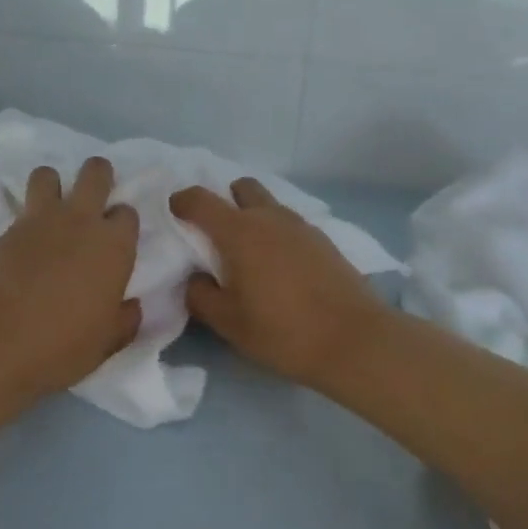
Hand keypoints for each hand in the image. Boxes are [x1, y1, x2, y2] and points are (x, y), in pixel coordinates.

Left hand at [0, 158, 141, 402]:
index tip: (115, 242)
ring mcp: (40, 221)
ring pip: (49, 174)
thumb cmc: (60, 347)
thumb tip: (132, 306)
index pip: (128, 213)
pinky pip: (20, 204)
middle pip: (96, 172)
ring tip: (51, 210)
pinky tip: (25, 240)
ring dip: (54, 185)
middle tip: (93, 201)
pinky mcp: (6, 229)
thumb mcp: (106, 343)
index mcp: (114, 247)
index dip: (122, 224)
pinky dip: (26, 214)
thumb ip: (125, 320)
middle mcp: (80, 221)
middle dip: (98, 177)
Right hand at [170, 178, 385, 389]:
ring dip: (253, 217)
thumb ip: (200, 295)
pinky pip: (289, 225)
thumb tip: (196, 279)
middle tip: (216, 234)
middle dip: (224, 201)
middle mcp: (270, 218)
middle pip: (241, 188)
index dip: (181, 201)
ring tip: (248, 254)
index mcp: (239, 232)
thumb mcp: (227, 322)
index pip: (200, 200)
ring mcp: (301, 226)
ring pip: (269, 205)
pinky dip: (276, 234)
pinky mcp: (324, 241)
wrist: (354, 340)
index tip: (174, 213)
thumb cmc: (282, 331)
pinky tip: (279, 267)